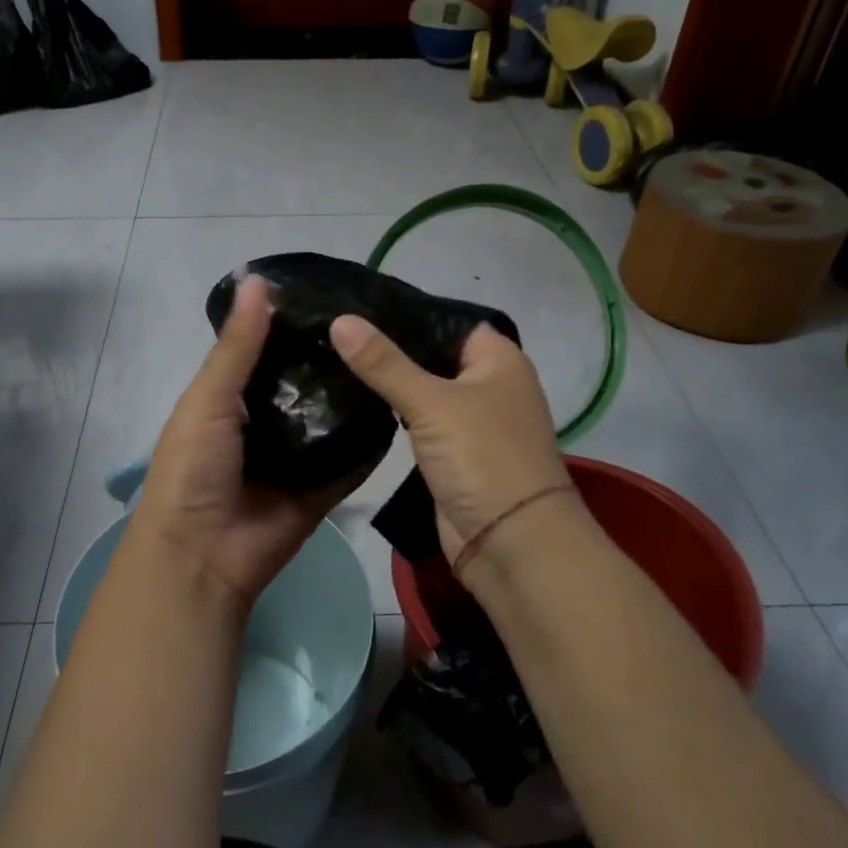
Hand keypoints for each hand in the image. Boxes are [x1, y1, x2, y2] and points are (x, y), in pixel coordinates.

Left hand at [131, 276, 375, 608]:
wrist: (202, 555)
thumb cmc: (194, 467)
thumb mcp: (209, 398)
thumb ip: (238, 346)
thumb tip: (257, 279)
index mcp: (233, 399)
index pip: (270, 352)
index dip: (296, 324)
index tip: (337, 294)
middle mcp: (267, 423)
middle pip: (306, 384)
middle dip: (334, 359)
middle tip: (382, 323)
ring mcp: (296, 458)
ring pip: (332, 420)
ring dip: (356, 396)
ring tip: (400, 356)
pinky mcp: (321, 489)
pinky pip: (351, 462)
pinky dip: (370, 444)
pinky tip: (402, 410)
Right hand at [329, 315, 569, 565]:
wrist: (511, 543)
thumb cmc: (482, 458)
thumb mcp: (431, 404)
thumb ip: (383, 363)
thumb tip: (340, 320)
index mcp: (499, 359)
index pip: (447, 319)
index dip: (406, 312)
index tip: (357, 303)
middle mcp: (490, 384)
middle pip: (433, 354)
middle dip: (390, 347)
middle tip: (336, 330)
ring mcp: (473, 421)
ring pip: (425, 389)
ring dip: (390, 381)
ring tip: (336, 357)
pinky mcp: (455, 453)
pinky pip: (420, 421)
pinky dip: (395, 412)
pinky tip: (357, 399)